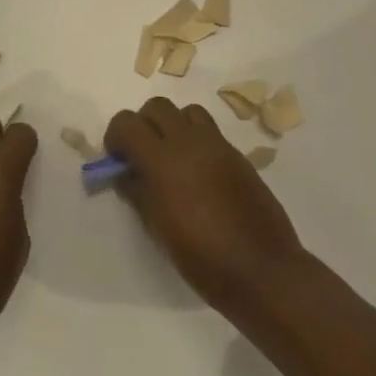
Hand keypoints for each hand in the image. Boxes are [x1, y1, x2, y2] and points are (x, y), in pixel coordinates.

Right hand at [105, 98, 307, 314]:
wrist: (261, 269)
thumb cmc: (201, 258)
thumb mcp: (158, 229)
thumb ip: (138, 193)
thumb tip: (127, 175)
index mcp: (163, 161)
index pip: (127, 123)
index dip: (115, 136)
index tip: (117, 159)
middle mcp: (189, 142)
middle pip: (157, 106)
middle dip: (143, 124)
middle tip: (142, 155)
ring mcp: (217, 145)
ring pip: (186, 111)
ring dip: (172, 125)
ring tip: (172, 157)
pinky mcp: (237, 154)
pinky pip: (210, 130)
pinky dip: (196, 139)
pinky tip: (198, 172)